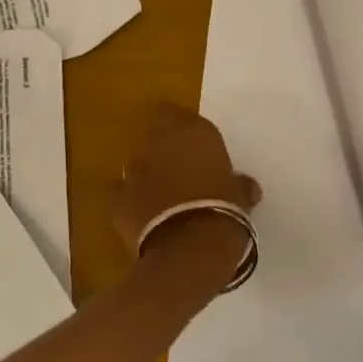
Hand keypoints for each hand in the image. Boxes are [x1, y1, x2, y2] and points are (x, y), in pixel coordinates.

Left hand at [112, 103, 261, 264]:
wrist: (189, 249)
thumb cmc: (224, 212)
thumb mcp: (241, 196)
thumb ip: (238, 184)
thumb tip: (245, 186)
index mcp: (193, 133)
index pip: (174, 113)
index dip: (179, 127)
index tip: (189, 143)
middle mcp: (159, 143)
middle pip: (155, 136)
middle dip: (164, 151)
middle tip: (180, 172)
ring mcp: (134, 169)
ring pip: (138, 164)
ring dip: (149, 176)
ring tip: (164, 199)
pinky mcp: (117, 198)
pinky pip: (124, 193)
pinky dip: (133, 201)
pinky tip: (146, 217)